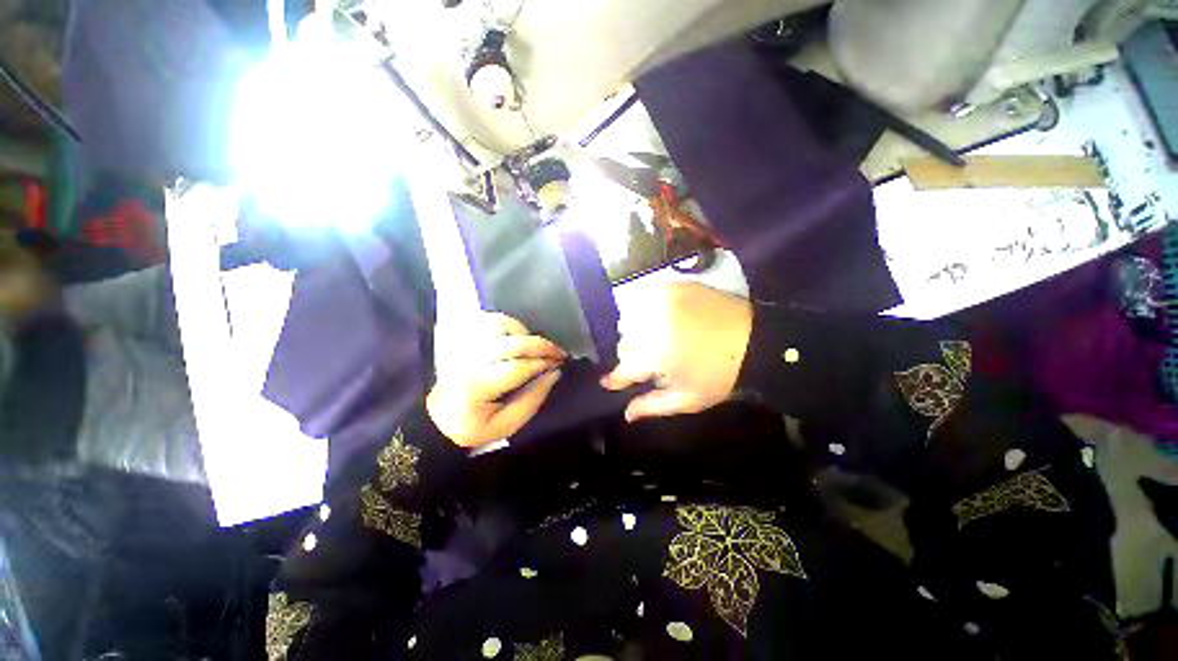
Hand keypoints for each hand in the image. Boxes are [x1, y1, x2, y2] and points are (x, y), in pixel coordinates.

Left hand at [427, 313, 566, 446]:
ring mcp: (465, 347)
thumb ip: (533, 400)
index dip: (544, 363)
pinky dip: (508, 324)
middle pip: (513, 343)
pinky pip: (489, 320)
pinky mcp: (463, 340)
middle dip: (542, 345)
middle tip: (559, 352)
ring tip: (534, 346)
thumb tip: (555, 373)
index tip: (561, 364)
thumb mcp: (507, 426)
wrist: (439, 418)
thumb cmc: (475, 426)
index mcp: (477, 386)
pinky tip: (516, 337)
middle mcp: (470, 361)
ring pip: (499, 325)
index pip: (519, 367)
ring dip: (524, 332)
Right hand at [601, 282, 751, 421]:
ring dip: (635, 332)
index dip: (614, 378)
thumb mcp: (687, 399)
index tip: (609, 383)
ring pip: (630, 319)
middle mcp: (651, 325)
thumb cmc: (721, 375)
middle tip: (644, 362)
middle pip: (624, 342)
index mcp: (654, 355)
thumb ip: (652, 406)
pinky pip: (645, 300)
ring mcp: (661, 302)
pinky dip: (646, 311)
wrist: (756, 339)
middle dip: (630, 355)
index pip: (622, 368)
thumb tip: (626, 415)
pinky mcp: (672, 287)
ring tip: (652, 340)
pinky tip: (659, 320)